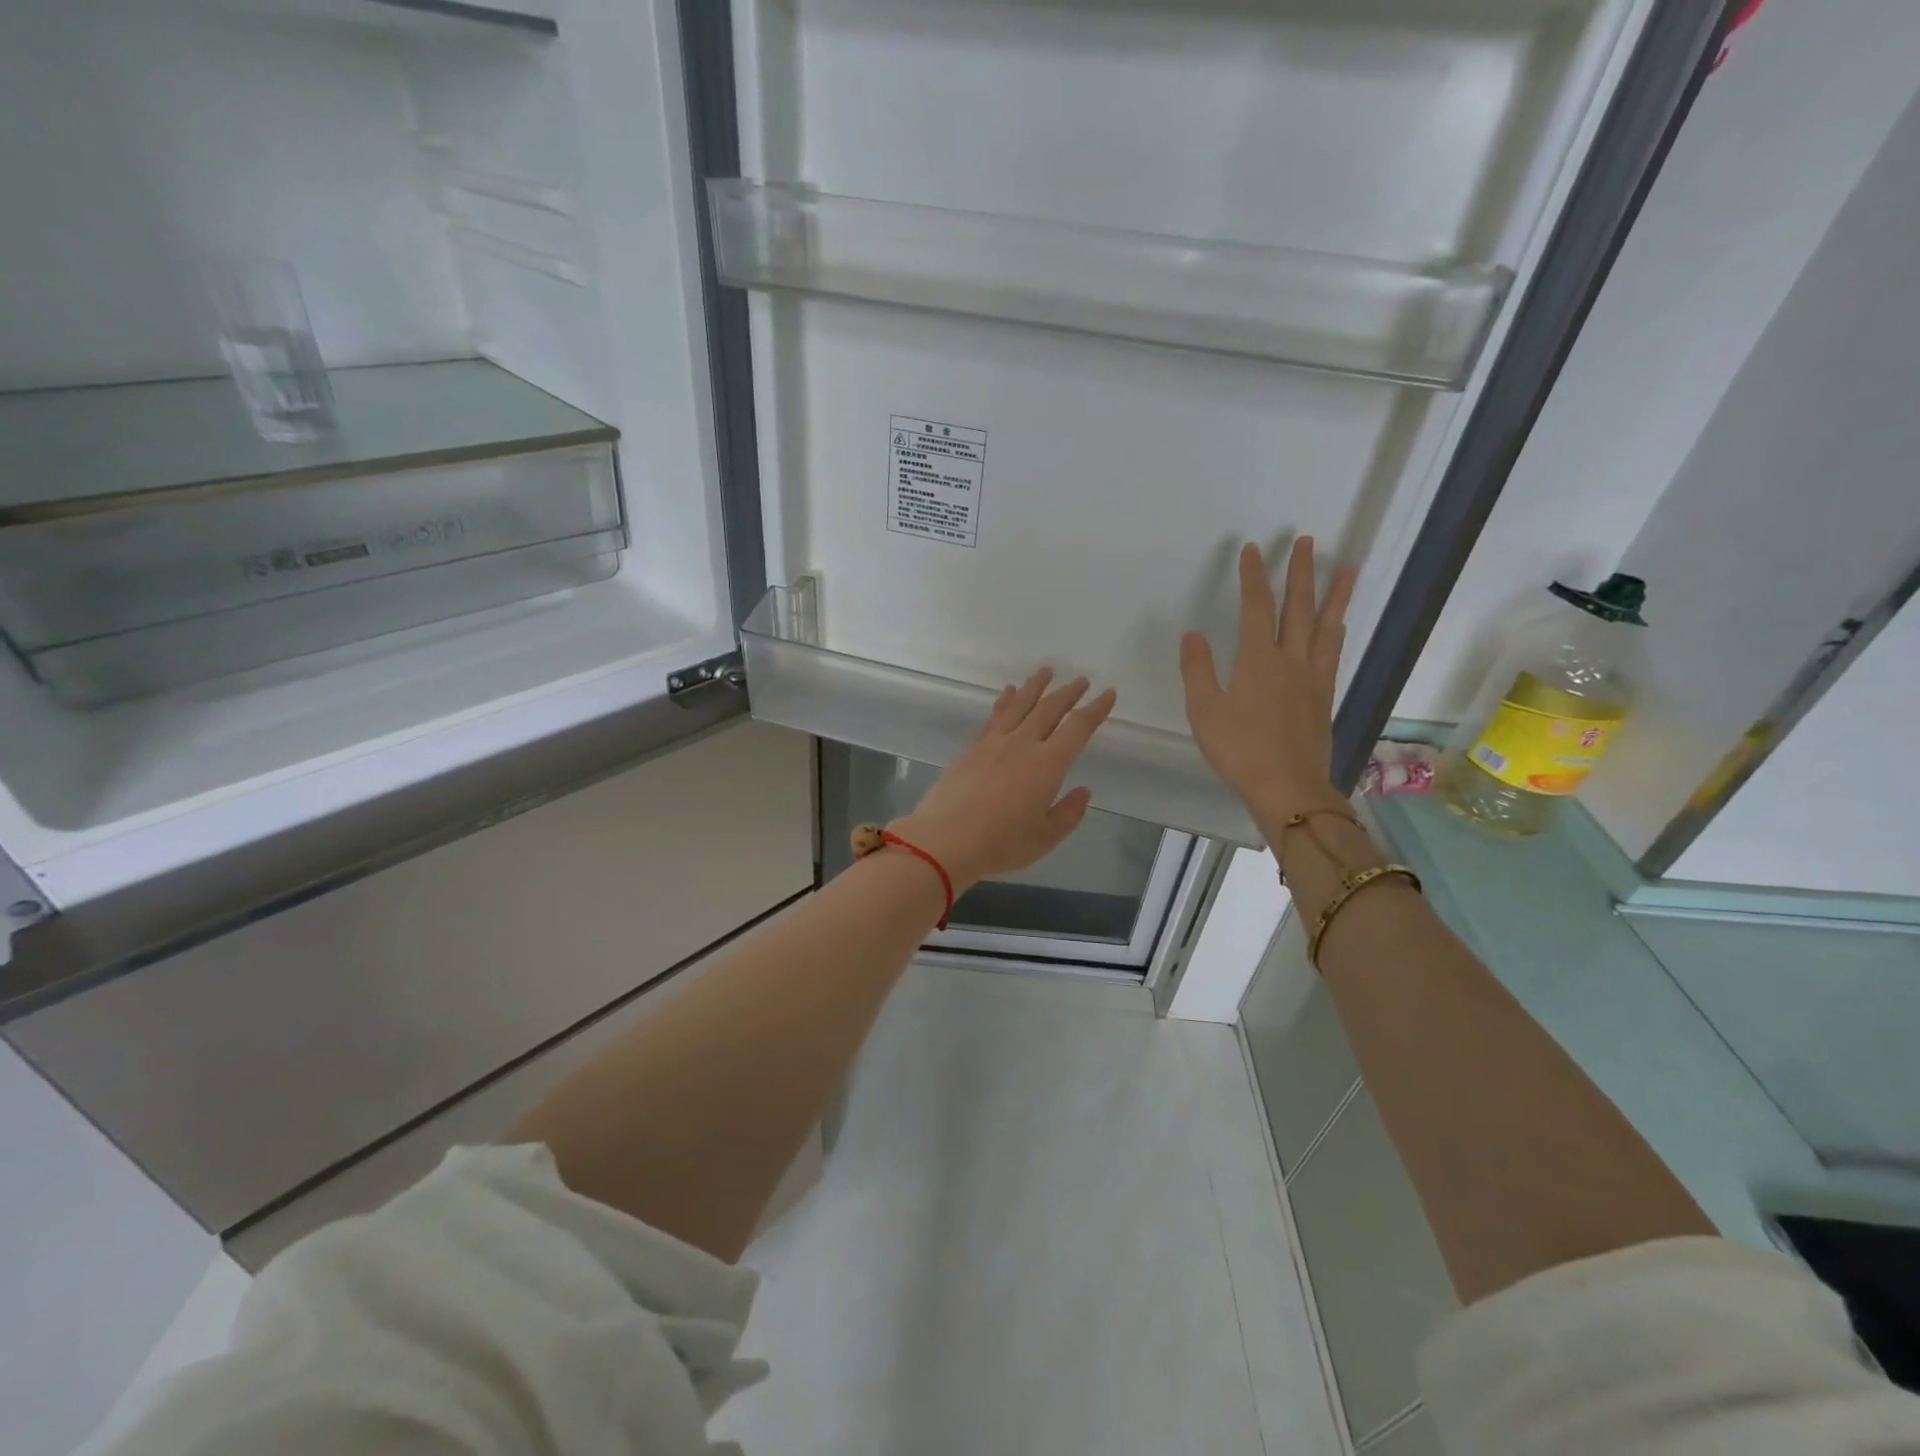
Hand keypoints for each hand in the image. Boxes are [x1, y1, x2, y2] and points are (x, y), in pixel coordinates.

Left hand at [893, 668, 1116, 890]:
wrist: (945, 839)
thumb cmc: (1001, 842)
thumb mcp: (1045, 836)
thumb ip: (1068, 812)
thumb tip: (1082, 791)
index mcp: (1048, 764)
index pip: (1078, 728)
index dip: (1095, 709)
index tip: (1108, 693)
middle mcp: (1023, 744)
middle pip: (1049, 709)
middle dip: (1068, 693)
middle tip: (1081, 679)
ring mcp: (994, 743)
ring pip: (1020, 705)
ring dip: (1036, 686)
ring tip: (1047, 671)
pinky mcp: (972, 748)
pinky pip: (994, 716)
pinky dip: (1005, 701)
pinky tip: (1008, 692)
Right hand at [1180, 538, 1357, 827]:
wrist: (1288, 786)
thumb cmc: (1239, 749)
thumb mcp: (1204, 710)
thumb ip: (1198, 669)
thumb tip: (1193, 634)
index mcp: (1258, 659)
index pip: (1257, 607)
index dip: (1254, 576)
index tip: (1252, 550)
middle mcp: (1291, 659)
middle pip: (1299, 607)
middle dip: (1300, 572)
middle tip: (1305, 541)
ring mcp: (1313, 677)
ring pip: (1326, 625)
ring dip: (1335, 594)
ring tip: (1347, 567)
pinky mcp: (1324, 695)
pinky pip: (1334, 651)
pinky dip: (1337, 629)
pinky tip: (1338, 624)